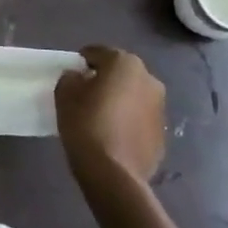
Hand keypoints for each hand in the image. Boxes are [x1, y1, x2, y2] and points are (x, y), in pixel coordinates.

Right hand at [55, 46, 166, 192]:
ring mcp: (160, 108)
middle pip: (120, 73)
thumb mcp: (64, 94)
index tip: (71, 77)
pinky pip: (140, 119)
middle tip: (86, 96)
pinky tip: (114, 136)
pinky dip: (129, 122)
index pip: (97, 53)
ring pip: (133, 96)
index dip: (81, 62)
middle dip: (105, 80)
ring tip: (101, 118)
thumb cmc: (86, 124)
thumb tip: (80, 78)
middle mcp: (149, 79)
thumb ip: (71, 78)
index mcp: (125, 63)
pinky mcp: (163, 134)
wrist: (114, 174)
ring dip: (120, 101)